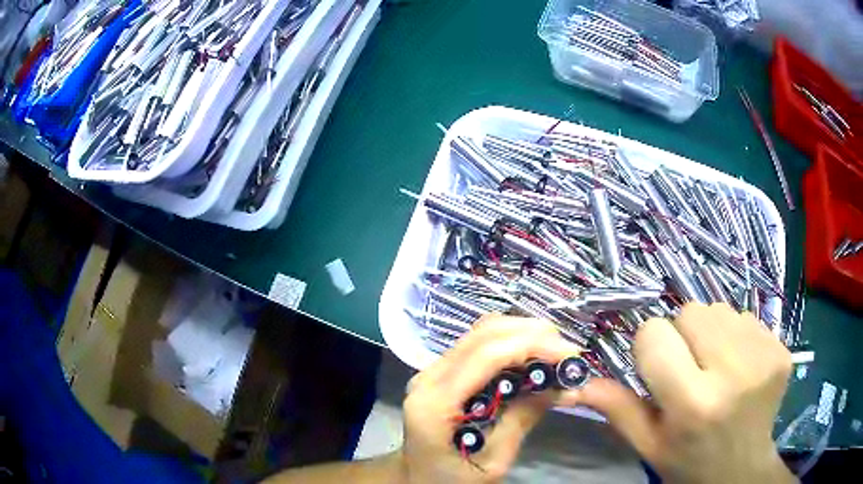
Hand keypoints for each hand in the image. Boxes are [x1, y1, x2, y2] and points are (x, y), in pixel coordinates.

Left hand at [398, 315, 582, 482]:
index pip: (486, 356)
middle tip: (569, 352)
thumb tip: (561, 387)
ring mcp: (432, 372)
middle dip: (532, 334)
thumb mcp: (491, 464)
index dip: (532, 346)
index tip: (571, 355)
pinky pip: (478, 346)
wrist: (418, 480)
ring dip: (523, 334)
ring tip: (556, 352)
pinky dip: (511, 344)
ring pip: (481, 333)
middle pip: (484, 334)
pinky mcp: (442, 373)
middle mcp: (428, 378)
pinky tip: (533, 357)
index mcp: (435, 403)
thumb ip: (521, 421)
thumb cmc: (451, 481)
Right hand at [572, 303, 794, 483]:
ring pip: (720, 309)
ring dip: (710, 332)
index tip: (659, 368)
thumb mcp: (649, 445)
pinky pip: (746, 317)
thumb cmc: (689, 461)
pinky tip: (739, 366)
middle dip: (682, 336)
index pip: (655, 335)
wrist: (743, 468)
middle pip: (691, 312)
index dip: (650, 348)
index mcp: (693, 404)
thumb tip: (577, 383)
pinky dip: (736, 336)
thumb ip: (618, 410)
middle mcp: (733, 373)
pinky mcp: (781, 348)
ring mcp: (763, 356)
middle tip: (690, 369)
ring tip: (716, 367)